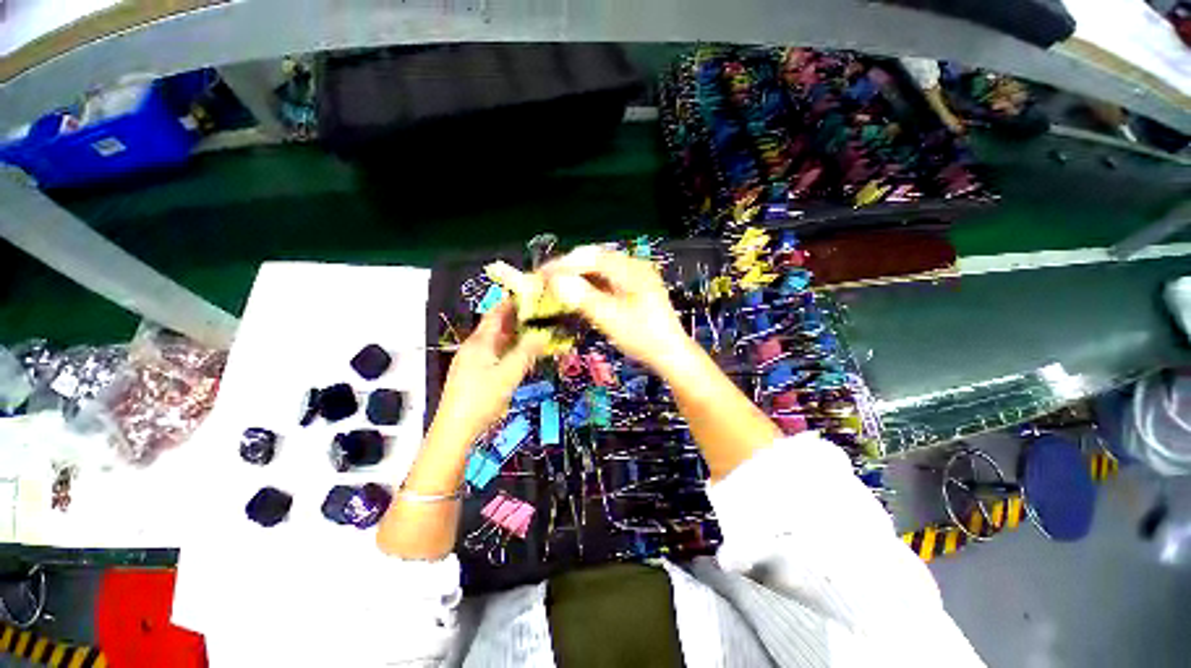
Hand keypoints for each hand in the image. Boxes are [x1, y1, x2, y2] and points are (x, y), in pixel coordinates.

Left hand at [432, 300, 546, 446]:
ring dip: (514, 335)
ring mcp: (473, 361)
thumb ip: (527, 352)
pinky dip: (509, 350)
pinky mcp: (474, 374)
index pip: (496, 313)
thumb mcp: (509, 374)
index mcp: (480, 342)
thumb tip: (544, 332)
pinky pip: (495, 354)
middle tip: (539, 313)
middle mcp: (474, 347)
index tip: (530, 294)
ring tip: (534, 331)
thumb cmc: (481, 399)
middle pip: (496, 326)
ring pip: (496, 341)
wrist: (455, 431)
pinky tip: (520, 355)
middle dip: (516, 318)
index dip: (511, 302)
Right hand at [542, 247, 694, 376]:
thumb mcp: (611, 319)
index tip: (541, 275)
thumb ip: (583, 298)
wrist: (670, 353)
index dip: (563, 264)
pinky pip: (606, 279)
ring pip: (599, 269)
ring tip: (558, 288)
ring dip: (578, 276)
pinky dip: (589, 285)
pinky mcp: (633, 287)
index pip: (590, 257)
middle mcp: (633, 266)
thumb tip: (555, 280)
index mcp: (631, 269)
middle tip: (546, 282)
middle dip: (569, 268)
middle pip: (594, 259)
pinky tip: (579, 294)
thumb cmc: (643, 337)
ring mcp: (634, 276)